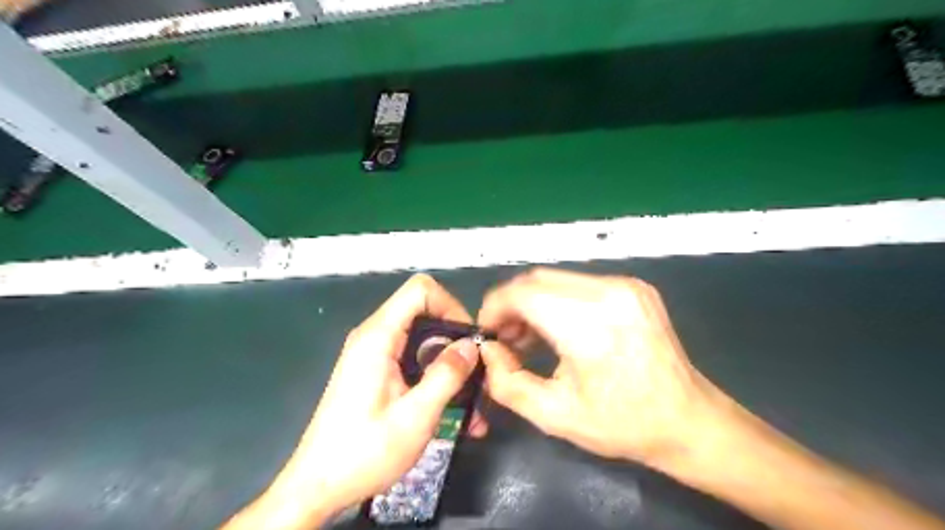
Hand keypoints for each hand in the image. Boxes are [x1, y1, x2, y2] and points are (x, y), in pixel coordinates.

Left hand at [223, 275, 483, 527]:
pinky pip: (413, 358)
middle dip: (455, 338)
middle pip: (424, 312)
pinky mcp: (376, 371)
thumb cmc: (364, 453)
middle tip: (475, 371)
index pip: (420, 290)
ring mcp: (374, 354)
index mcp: (378, 337)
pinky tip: (450, 406)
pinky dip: (434, 374)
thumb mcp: (415, 416)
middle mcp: (374, 337)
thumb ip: (446, 375)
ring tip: (470, 397)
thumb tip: (471, 345)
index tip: (468, 340)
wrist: (318, 487)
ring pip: (422, 338)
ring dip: (448, 361)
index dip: (450, 306)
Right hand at [480, 268, 724, 468]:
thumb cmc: (622, 424)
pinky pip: (579, 284)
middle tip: (506, 338)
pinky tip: (558, 329)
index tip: (487, 334)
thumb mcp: (554, 415)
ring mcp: (625, 285)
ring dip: (533, 302)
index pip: (521, 293)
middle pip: (536, 279)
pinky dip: (558, 301)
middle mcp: (608, 292)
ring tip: (529, 338)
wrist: (689, 420)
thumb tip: (488, 350)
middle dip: (511, 305)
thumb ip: (507, 382)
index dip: (494, 308)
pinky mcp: (634, 287)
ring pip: (555, 279)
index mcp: (589, 324)